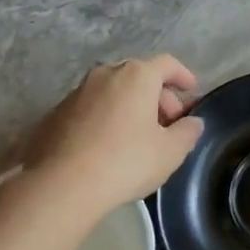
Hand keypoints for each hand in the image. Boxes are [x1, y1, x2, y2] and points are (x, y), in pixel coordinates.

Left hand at [22, 56, 203, 208]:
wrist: (61, 186)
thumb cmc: (125, 161)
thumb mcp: (170, 152)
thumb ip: (188, 132)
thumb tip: (193, 122)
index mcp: (137, 75)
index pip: (167, 64)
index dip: (183, 76)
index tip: (192, 91)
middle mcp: (106, 74)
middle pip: (140, 77)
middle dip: (158, 97)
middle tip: (168, 125)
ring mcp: (77, 92)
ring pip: (114, 92)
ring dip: (131, 107)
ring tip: (138, 137)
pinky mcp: (56, 113)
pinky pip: (92, 108)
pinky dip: (106, 118)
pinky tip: (108, 146)